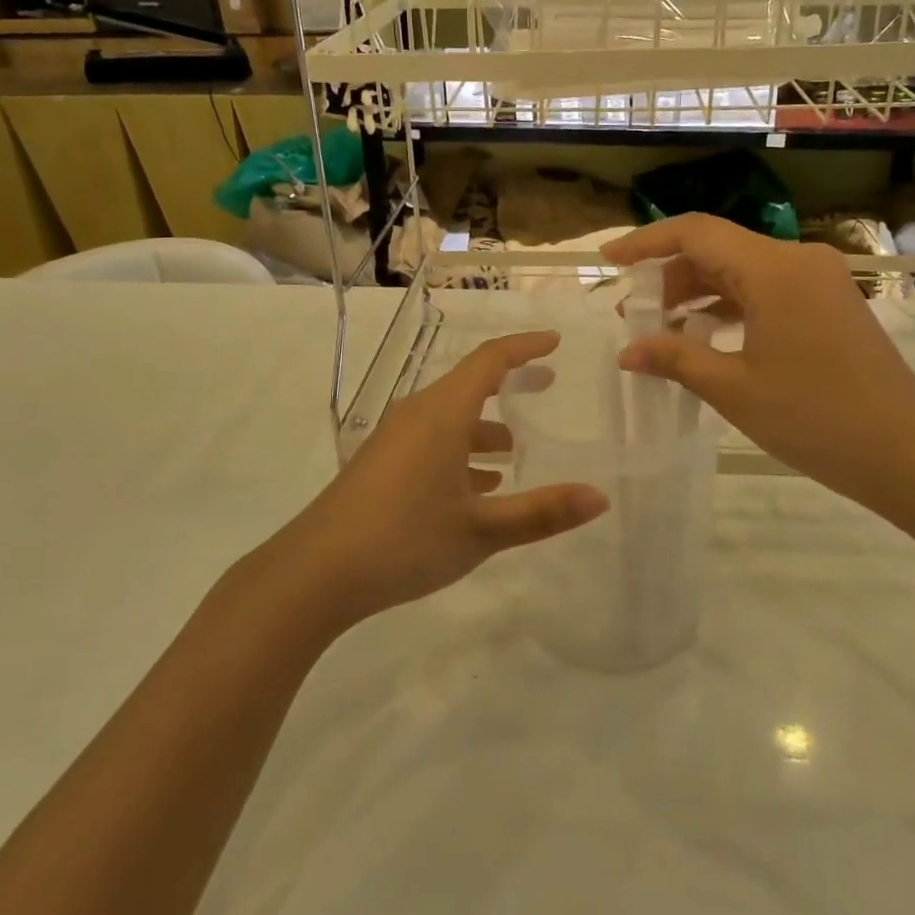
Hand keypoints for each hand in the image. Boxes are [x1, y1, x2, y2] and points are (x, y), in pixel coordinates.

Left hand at [274, 331, 608, 630]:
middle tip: (546, 386)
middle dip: (509, 383)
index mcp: (442, 413)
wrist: (315, 572)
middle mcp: (417, 414)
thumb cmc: (404, 539)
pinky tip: (477, 487)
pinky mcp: (381, 463)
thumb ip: (541, 512)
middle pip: (469, 384)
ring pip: (449, 416)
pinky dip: (460, 450)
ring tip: (515, 450)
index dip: (524, 347)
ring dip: (484, 425)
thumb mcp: (481, 529)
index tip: (555, 342)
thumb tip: (599, 497)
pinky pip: (431, 439)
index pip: (489, 360)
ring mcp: (394, 438)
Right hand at [603, 215, 914, 511]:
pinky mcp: (828, 302)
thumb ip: (675, 358)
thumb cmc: (815, 417)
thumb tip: (626, 351)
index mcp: (773, 268)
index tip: (609, 260)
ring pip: (741, 269)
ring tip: (662, 328)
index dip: (646, 242)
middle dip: (669, 277)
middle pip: (717, 249)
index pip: (695, 232)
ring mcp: (818, 279)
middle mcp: (797, 259)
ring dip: (698, 292)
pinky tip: (706, 335)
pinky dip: (730, 305)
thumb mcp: (733, 388)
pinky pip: (766, 288)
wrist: (906, 451)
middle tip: (632, 313)